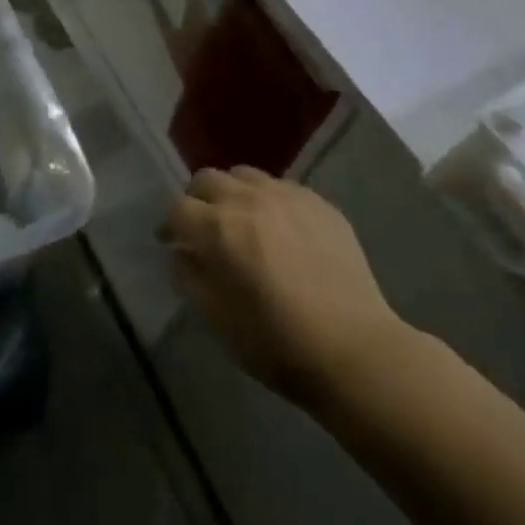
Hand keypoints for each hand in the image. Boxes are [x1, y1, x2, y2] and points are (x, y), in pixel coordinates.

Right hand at [162, 167, 409, 409]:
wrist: (354, 349)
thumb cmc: (276, 343)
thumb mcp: (218, 319)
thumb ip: (191, 277)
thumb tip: (180, 253)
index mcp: (218, 228)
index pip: (178, 207)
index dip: (170, 225)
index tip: (173, 243)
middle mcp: (249, 200)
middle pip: (207, 179)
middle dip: (197, 200)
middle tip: (204, 227)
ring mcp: (287, 196)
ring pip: (245, 175)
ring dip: (233, 193)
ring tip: (242, 221)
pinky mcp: (319, 202)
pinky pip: (281, 187)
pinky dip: (268, 200)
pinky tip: (280, 229)